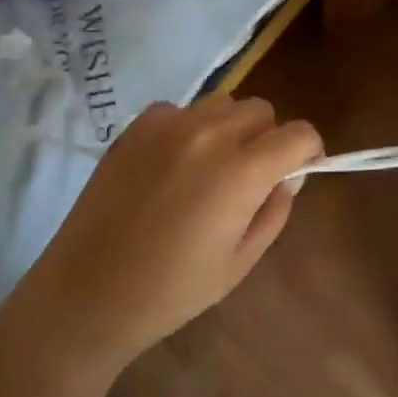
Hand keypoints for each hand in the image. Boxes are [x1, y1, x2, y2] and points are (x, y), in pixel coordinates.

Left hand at [10, 94, 322, 374]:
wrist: (88, 292)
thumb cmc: (172, 290)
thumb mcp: (240, 261)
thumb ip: (275, 210)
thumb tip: (289, 175)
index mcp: (241, 171)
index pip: (299, 133)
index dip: (308, 152)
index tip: (298, 172)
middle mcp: (208, 133)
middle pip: (262, 111)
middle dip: (268, 139)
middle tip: (250, 178)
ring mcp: (168, 124)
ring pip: (223, 104)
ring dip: (231, 129)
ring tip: (209, 170)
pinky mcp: (137, 126)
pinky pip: (182, 111)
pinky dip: (190, 129)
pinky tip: (171, 167)